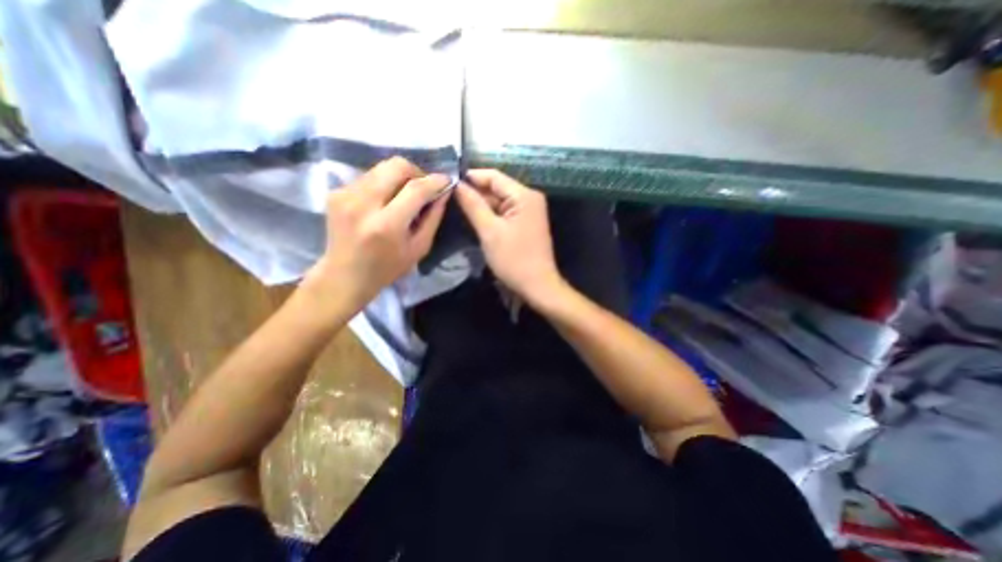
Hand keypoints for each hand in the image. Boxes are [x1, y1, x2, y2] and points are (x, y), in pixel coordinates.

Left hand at [303, 159, 448, 312]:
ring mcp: (345, 195)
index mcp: (387, 225)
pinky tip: (385, 201)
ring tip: (404, 195)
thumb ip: (433, 218)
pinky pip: (368, 176)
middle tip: (423, 187)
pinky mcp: (335, 192)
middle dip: (416, 172)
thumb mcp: (419, 248)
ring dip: (399, 177)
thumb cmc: (387, 268)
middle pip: (396, 166)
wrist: (344, 275)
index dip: (435, 181)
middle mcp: (363, 204)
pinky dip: (383, 183)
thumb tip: (444, 192)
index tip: (446, 180)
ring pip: (381, 167)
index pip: (415, 189)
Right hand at [456, 169, 562, 305]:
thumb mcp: (489, 231)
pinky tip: (475, 219)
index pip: (494, 176)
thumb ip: (473, 205)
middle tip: (449, 197)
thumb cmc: (514, 259)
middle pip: (497, 188)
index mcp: (524, 195)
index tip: (448, 181)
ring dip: (481, 205)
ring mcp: (529, 211)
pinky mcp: (526, 223)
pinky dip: (491, 215)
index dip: (471, 177)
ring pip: (500, 201)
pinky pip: (505, 213)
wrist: (537, 286)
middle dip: (475, 192)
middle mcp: (529, 198)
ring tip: (457, 207)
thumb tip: (456, 184)